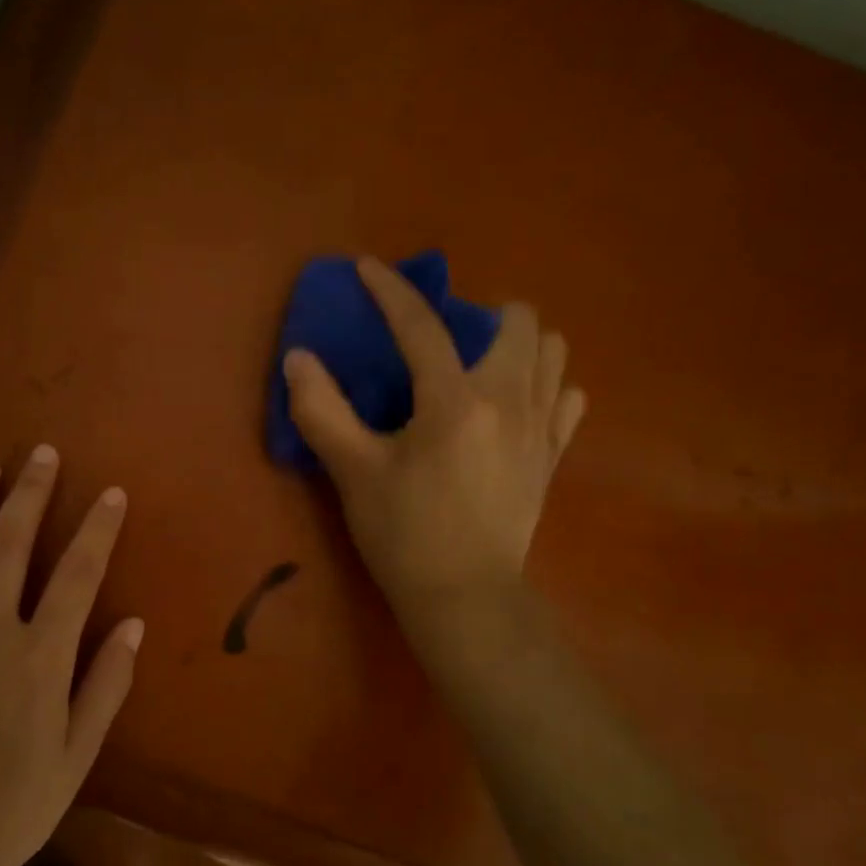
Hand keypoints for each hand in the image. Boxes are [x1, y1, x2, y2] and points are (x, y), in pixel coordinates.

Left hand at [0, 446, 143, 865]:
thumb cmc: (19, 800)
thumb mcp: (80, 751)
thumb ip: (107, 683)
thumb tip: (133, 624)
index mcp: (39, 659)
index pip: (76, 575)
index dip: (97, 529)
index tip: (110, 494)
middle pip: (8, 546)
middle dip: (29, 494)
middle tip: (41, 455)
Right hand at [282, 256, 585, 633]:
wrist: (463, 596)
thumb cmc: (403, 534)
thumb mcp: (352, 473)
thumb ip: (322, 410)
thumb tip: (298, 358)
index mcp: (454, 401)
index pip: (421, 326)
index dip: (389, 291)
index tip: (367, 269)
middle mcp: (509, 400)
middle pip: (519, 321)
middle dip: (478, 314)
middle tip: (441, 343)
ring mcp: (540, 427)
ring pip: (553, 352)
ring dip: (518, 346)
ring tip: (480, 368)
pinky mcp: (552, 456)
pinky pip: (567, 398)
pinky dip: (545, 387)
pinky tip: (515, 406)